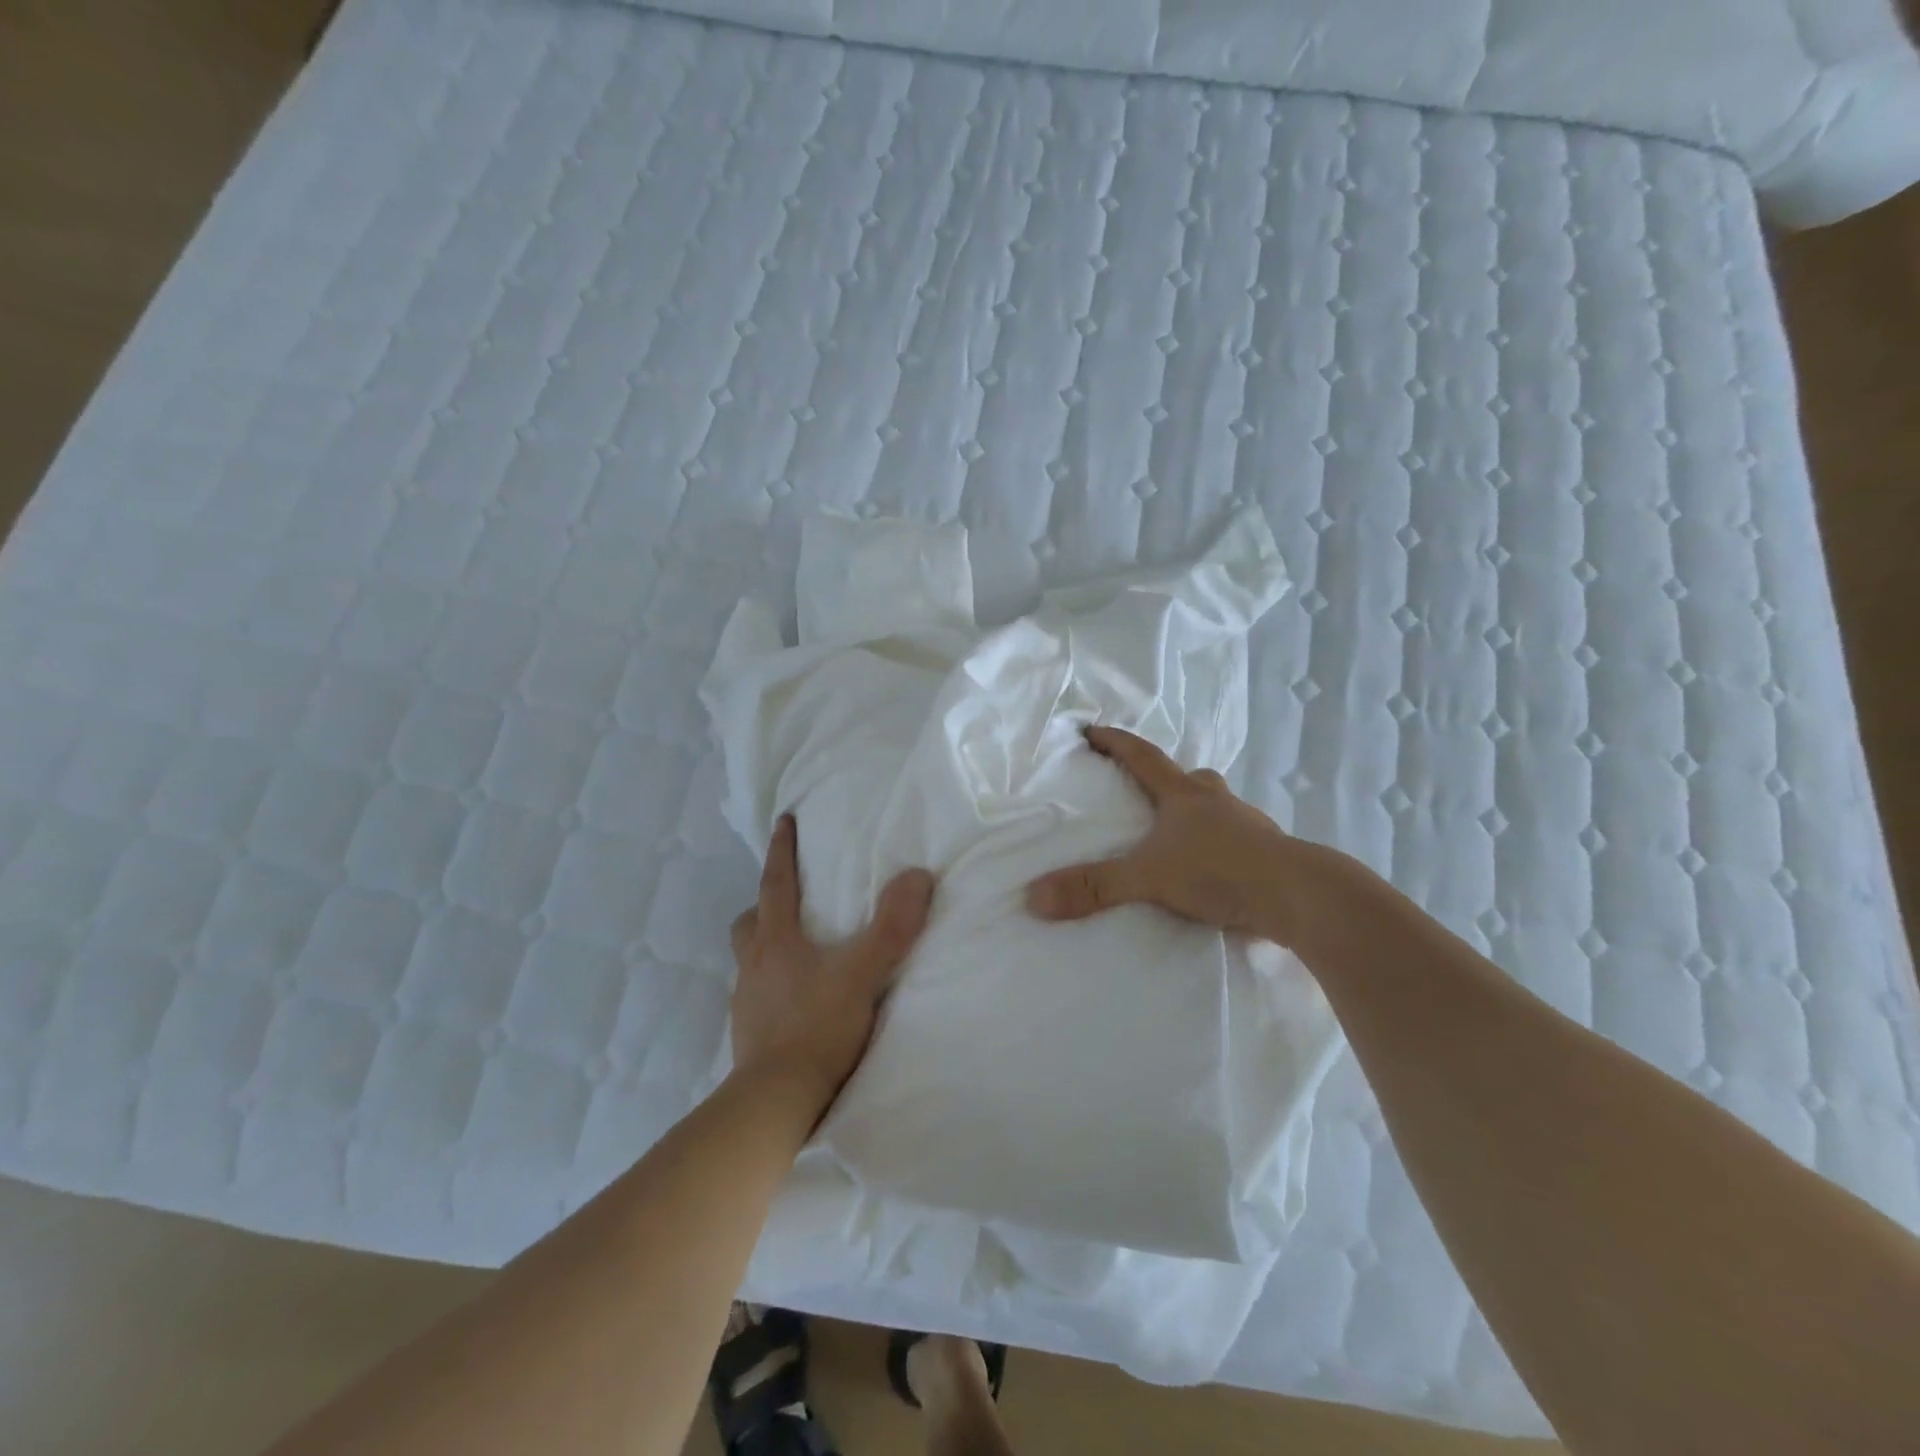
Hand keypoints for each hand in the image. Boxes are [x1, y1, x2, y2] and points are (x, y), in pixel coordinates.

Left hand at [729, 815, 935, 1115]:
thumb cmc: (817, 1028)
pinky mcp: (748, 1034)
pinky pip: (756, 995)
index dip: (781, 850)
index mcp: (776, 941)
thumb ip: (893, 927)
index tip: (783, 821)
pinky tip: (794, 1001)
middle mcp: (754, 964)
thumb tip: (918, 876)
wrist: (777, 1101)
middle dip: (764, 905)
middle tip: (786, 901)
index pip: (776, 883)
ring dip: (766, 947)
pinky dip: (772, 986)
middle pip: (750, 921)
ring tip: (796, 953)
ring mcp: (746, 1001)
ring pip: (750, 959)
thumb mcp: (863, 973)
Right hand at [1025, 726, 1308, 943]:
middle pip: (1188, 778)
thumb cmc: (1219, 870)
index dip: (1115, 743)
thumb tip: (1034, 897)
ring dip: (1196, 812)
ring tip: (1178, 834)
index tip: (1092, 730)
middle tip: (1146, 789)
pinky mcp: (1268, 853)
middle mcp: (1216, 801)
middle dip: (1165, 779)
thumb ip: (1094, 887)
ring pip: (1216, 807)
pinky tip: (1212, 869)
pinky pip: (1236, 839)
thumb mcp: (1148, 877)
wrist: (1299, 895)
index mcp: (1184, 795)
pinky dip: (1219, 845)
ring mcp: (1248, 825)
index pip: (1142, 757)